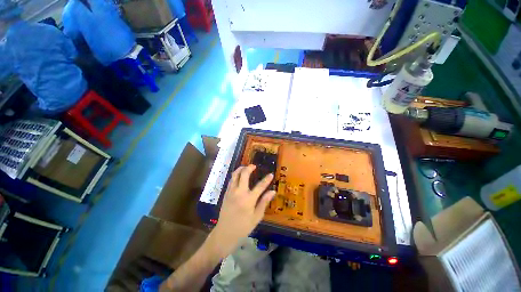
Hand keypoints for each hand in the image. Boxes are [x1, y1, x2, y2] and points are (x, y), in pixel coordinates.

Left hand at [208, 165, 275, 257]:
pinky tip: (239, 176)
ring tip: (245, 167)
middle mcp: (239, 193)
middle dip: (249, 168)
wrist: (224, 234)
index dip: (266, 179)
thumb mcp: (256, 217)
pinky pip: (231, 181)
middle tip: (254, 166)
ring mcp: (231, 192)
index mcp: (248, 200)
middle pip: (243, 175)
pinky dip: (235, 175)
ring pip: (235, 175)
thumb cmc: (243, 227)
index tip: (271, 174)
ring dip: (240, 169)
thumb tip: (273, 191)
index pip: (260, 186)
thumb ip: (264, 202)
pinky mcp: (226, 194)